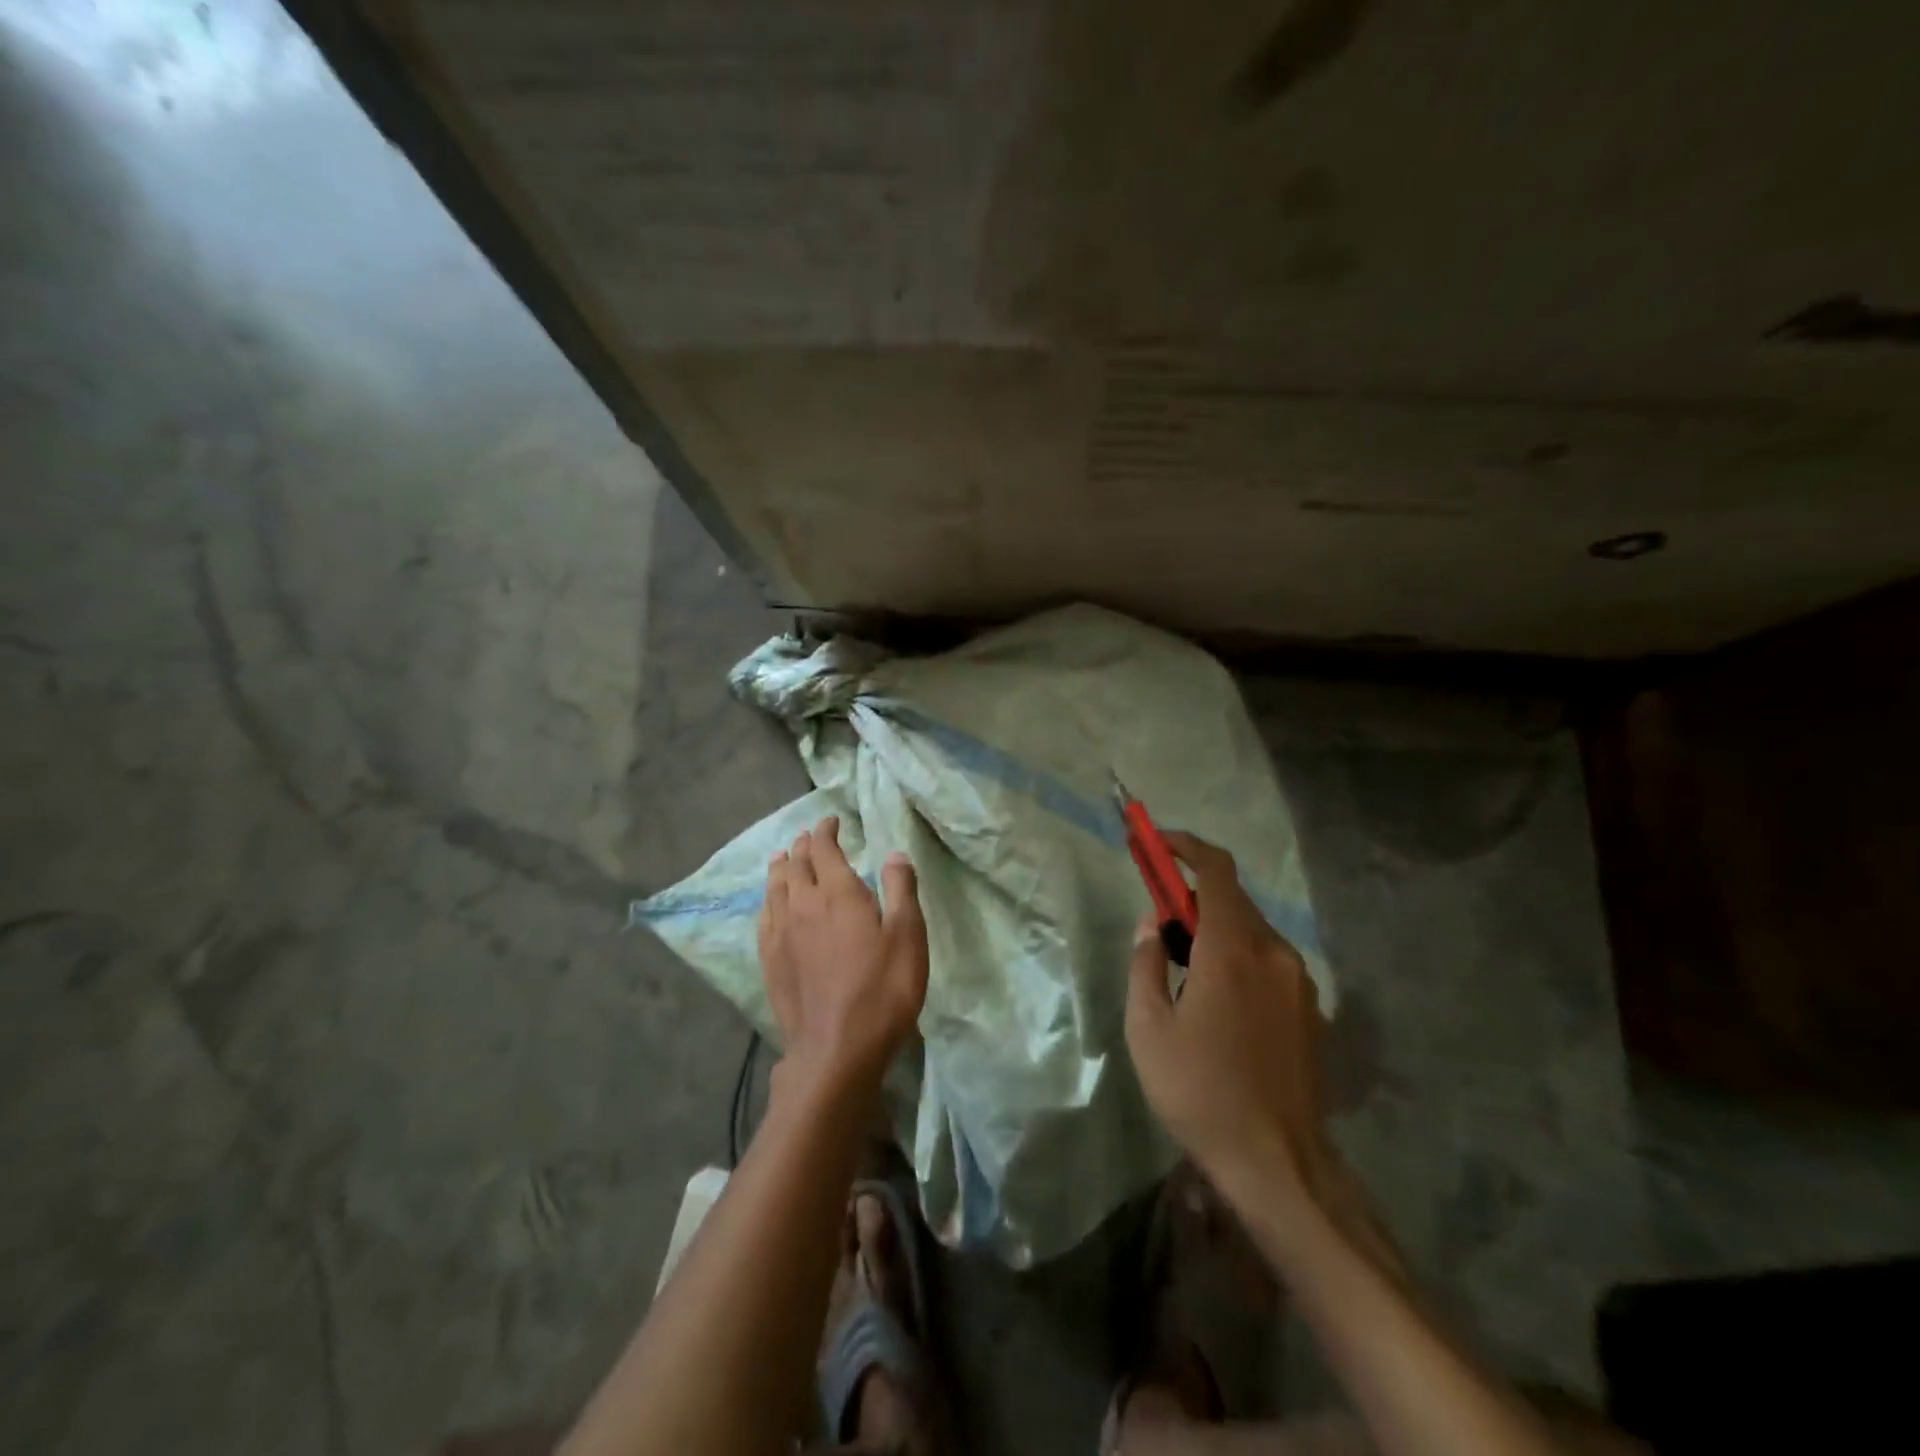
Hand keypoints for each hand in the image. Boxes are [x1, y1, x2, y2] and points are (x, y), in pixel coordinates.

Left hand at [757, 816, 928, 1091]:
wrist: (837, 1050)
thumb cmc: (883, 990)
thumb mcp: (908, 936)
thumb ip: (901, 890)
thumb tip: (894, 854)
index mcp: (838, 893)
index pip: (824, 849)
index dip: (826, 831)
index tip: (832, 821)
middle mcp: (803, 905)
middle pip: (796, 865)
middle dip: (804, 846)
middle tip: (809, 837)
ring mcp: (781, 935)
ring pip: (776, 889)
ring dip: (782, 868)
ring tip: (783, 858)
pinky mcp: (770, 962)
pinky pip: (764, 918)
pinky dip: (768, 901)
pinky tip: (770, 905)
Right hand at [1125, 831, 1328, 1204]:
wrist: (1279, 1165)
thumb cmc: (1199, 1091)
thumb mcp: (1148, 1027)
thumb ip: (1146, 962)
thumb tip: (1152, 923)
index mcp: (1233, 950)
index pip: (1216, 870)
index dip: (1186, 845)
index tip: (1155, 841)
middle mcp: (1274, 954)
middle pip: (1232, 901)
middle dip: (1191, 899)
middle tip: (1157, 923)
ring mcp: (1299, 983)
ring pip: (1251, 933)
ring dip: (1214, 933)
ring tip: (1182, 973)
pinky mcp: (1310, 1011)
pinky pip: (1267, 963)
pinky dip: (1237, 959)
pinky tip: (1217, 1005)